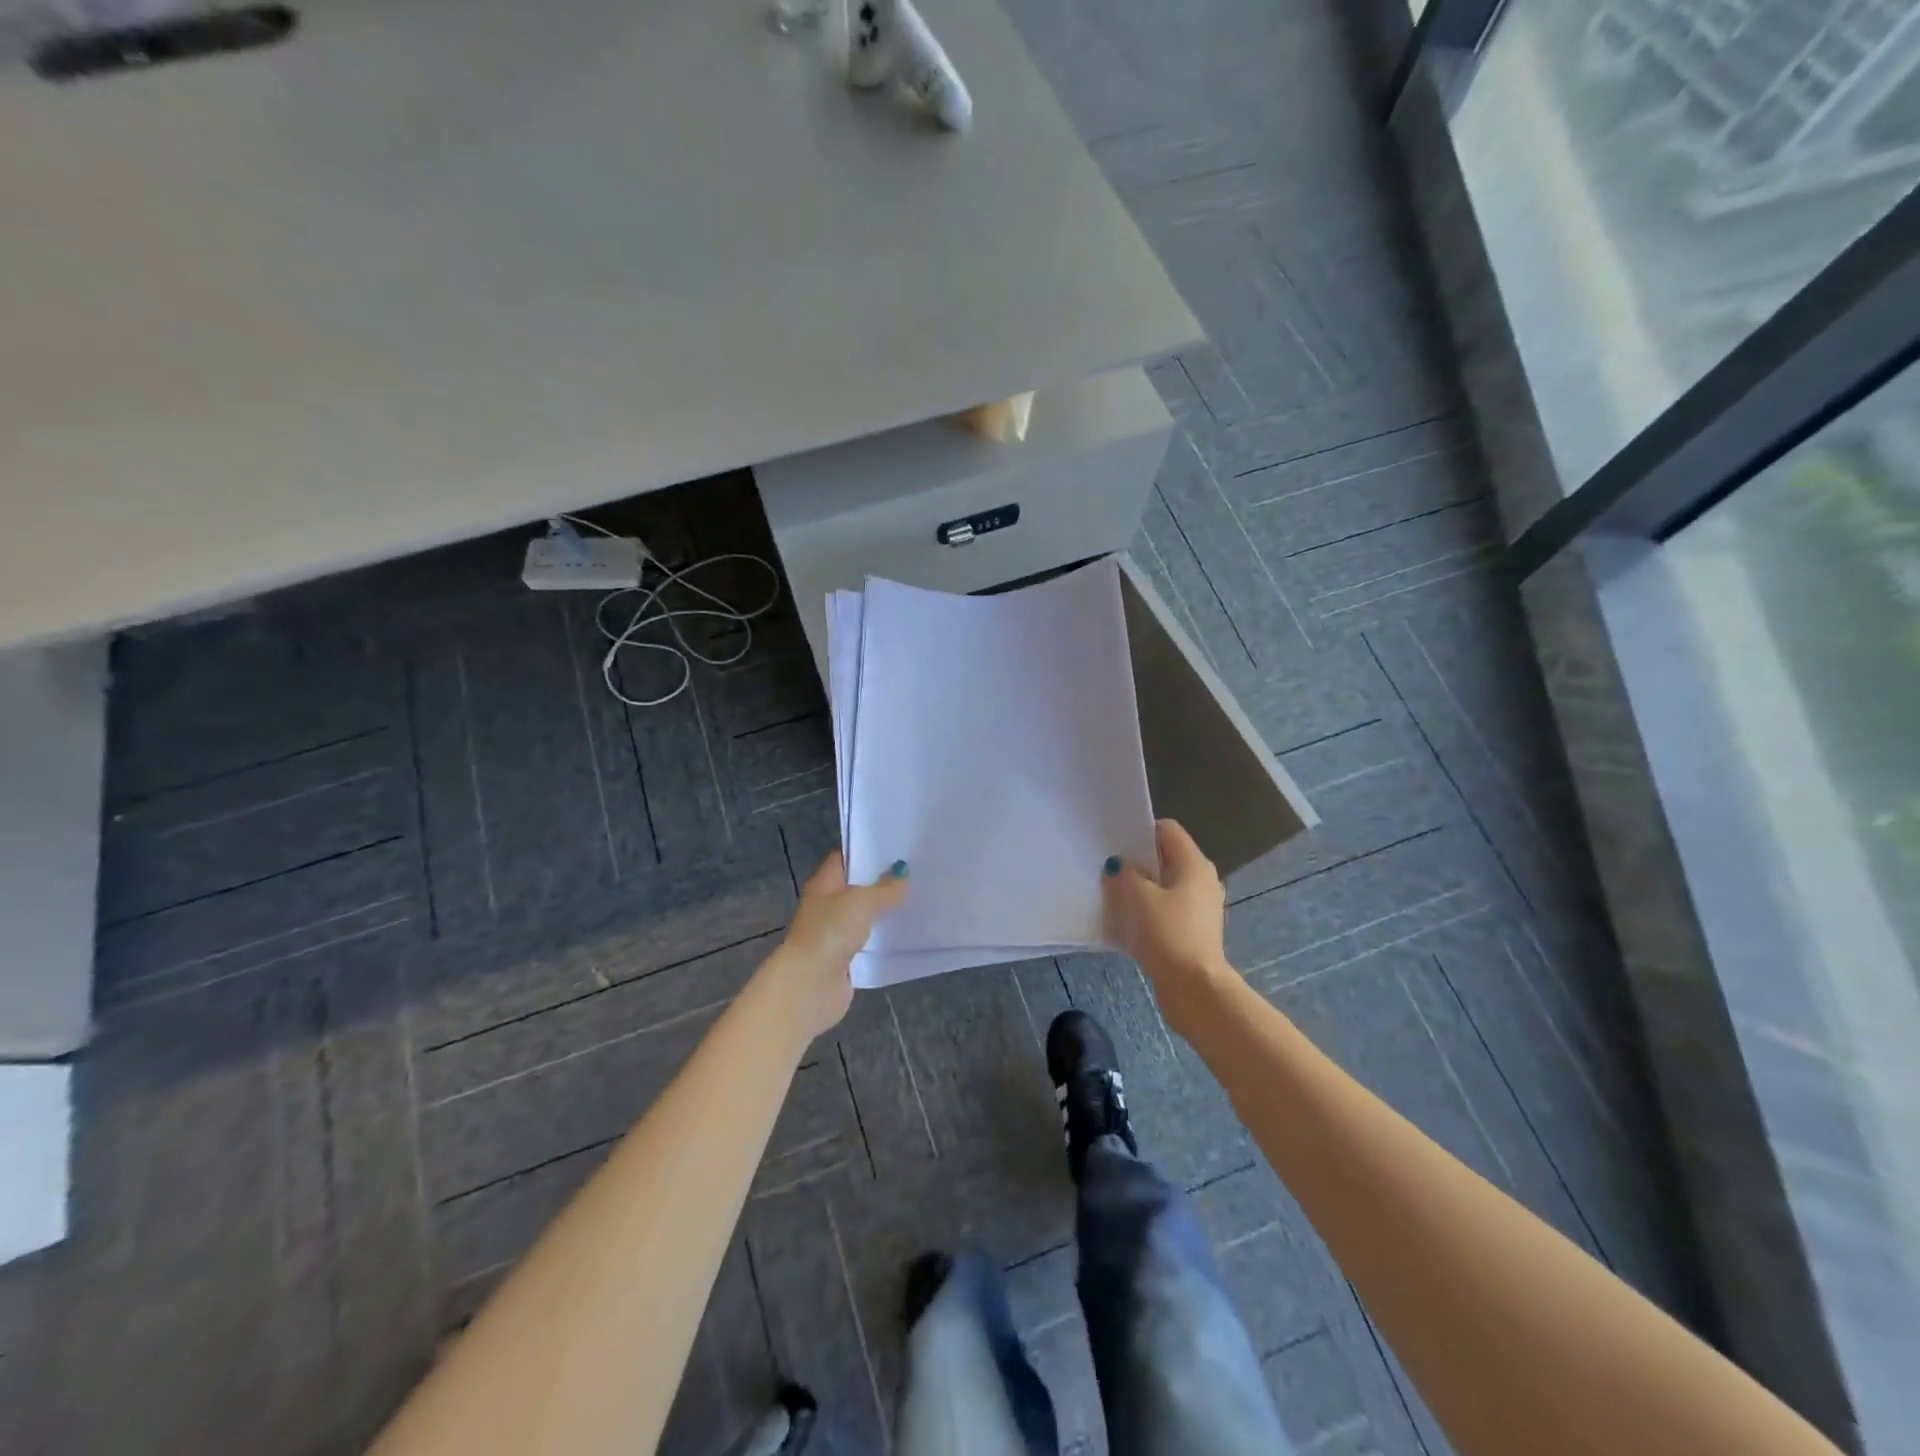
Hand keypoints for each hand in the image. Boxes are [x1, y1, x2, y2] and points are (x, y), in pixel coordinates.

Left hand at [763, 852, 908, 1042]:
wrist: (810, 986)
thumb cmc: (830, 932)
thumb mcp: (861, 902)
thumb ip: (885, 888)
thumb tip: (903, 874)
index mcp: (824, 884)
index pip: (846, 858)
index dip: (868, 850)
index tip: (898, 847)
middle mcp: (827, 905)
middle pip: (858, 887)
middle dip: (884, 882)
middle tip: (917, 872)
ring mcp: (835, 933)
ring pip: (865, 916)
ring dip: (886, 911)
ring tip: (919, 899)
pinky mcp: (846, 959)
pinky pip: (870, 942)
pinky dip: (885, 938)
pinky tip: (908, 932)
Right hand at [1103, 820, 1231, 1034]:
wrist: (1195, 988)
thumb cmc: (1168, 934)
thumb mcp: (1139, 898)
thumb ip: (1126, 874)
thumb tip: (1119, 865)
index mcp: (1194, 864)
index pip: (1167, 829)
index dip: (1141, 831)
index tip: (1116, 843)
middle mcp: (1203, 879)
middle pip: (1166, 857)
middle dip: (1139, 860)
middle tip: (1109, 867)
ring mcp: (1201, 906)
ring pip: (1166, 884)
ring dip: (1143, 887)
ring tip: (1114, 893)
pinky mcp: (1195, 929)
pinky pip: (1169, 907)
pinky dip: (1151, 909)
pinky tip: (1129, 920)